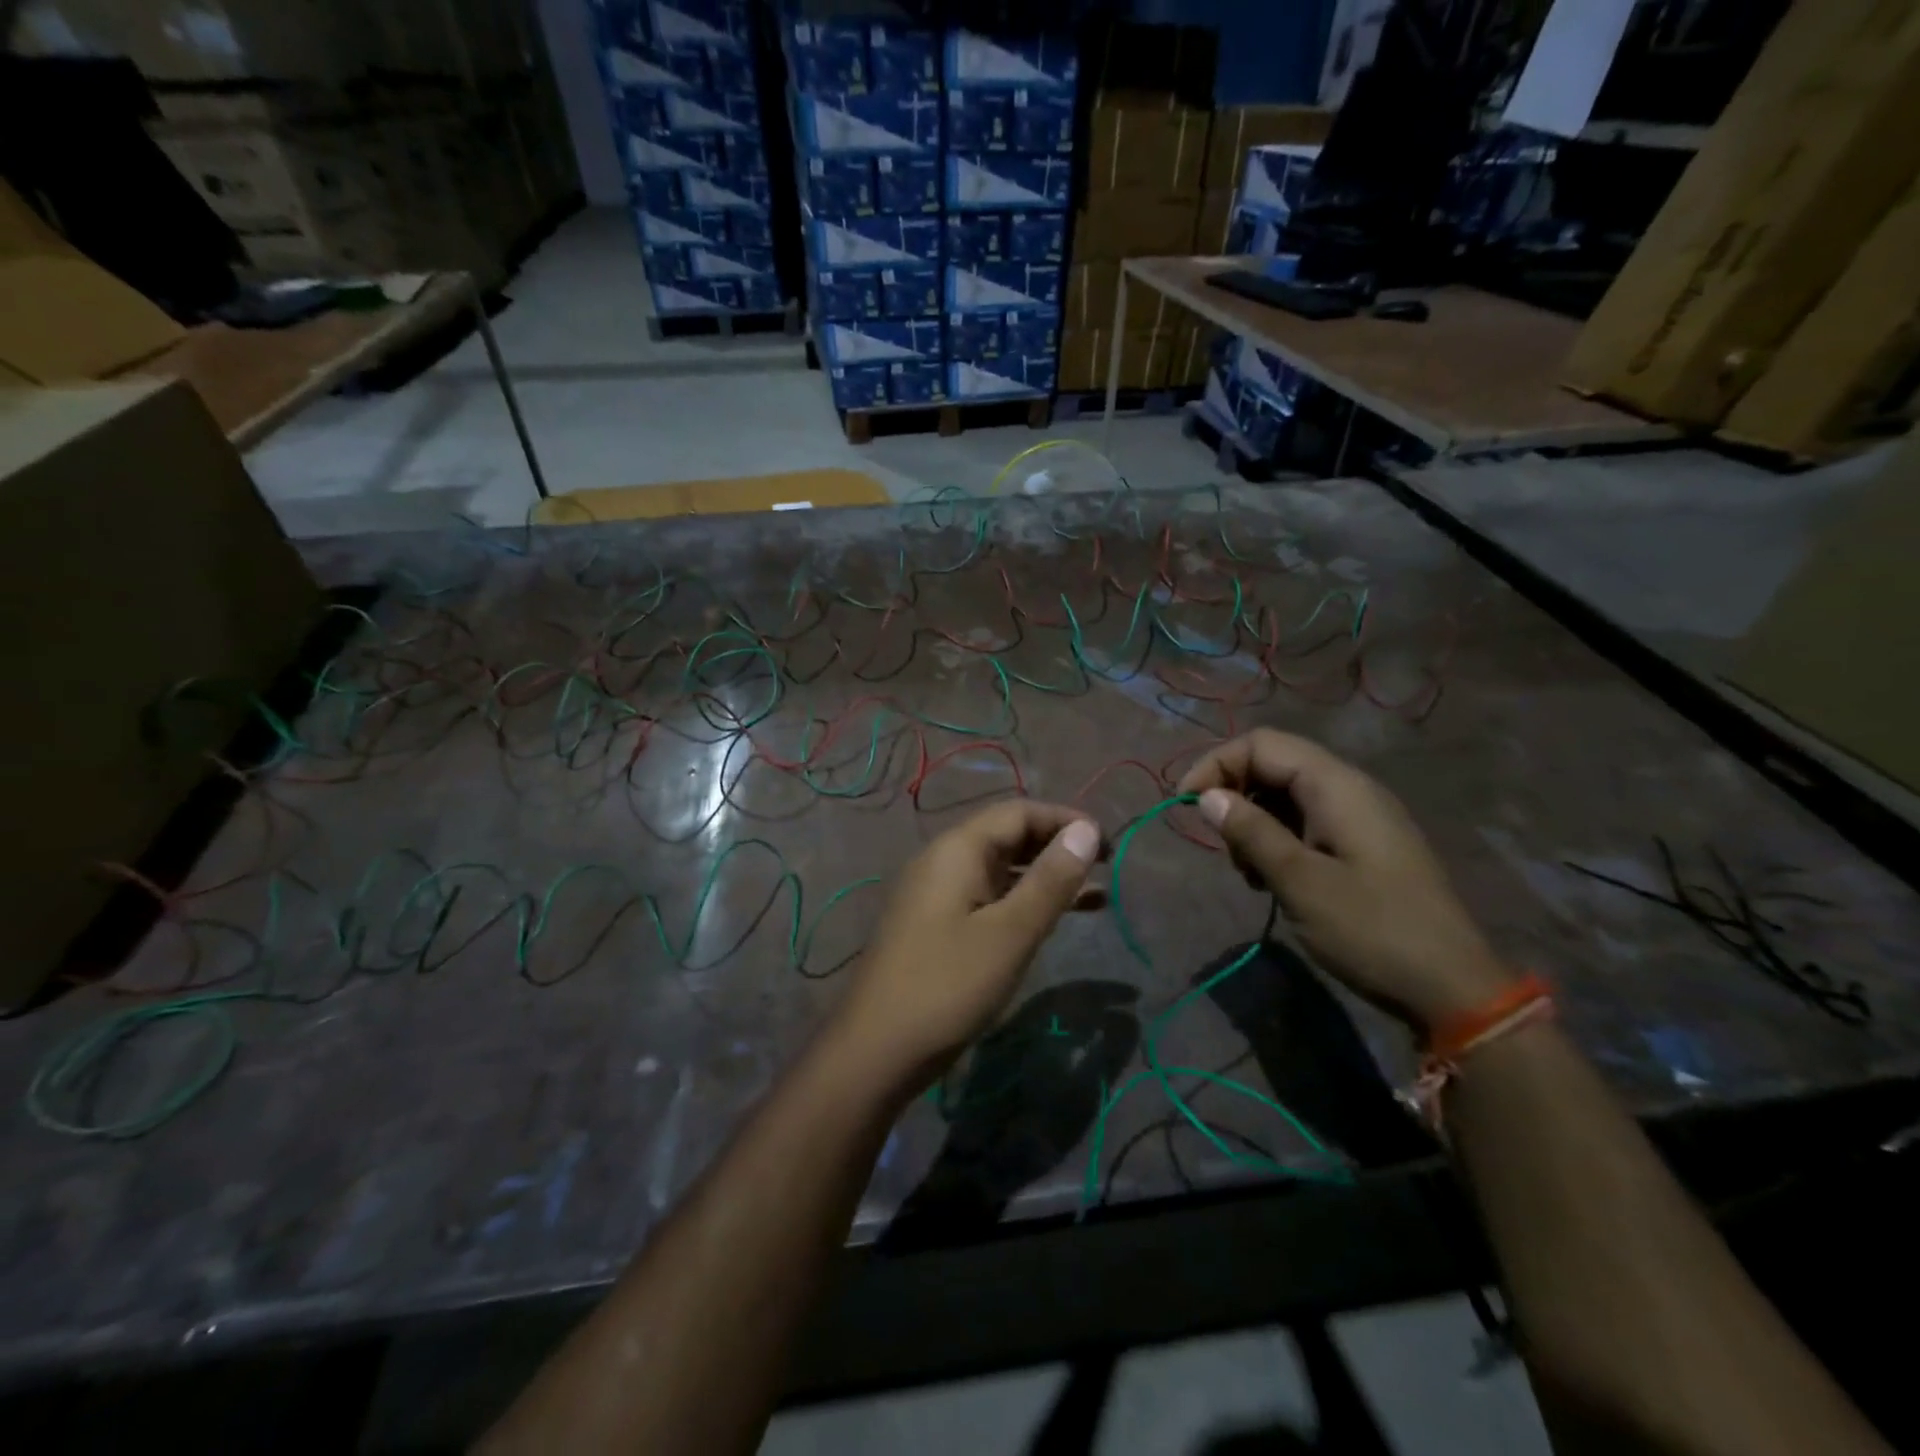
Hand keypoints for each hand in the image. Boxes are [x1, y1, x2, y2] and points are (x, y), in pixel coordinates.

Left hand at [830, 801, 1103, 1091]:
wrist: (876, 1049)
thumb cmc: (948, 985)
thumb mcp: (1010, 933)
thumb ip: (1050, 880)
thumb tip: (1086, 829)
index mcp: (958, 849)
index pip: (1018, 812)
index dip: (1065, 820)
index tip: (1108, 844)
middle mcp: (943, 860)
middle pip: (1007, 836)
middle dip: (1057, 846)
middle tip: (1105, 868)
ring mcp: (936, 894)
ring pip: (1000, 870)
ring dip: (1044, 877)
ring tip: (1096, 896)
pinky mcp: (936, 925)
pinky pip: (987, 897)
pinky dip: (1022, 902)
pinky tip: (1050, 922)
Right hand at [1178, 729, 1512, 1030]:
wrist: (1454, 988)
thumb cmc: (1371, 929)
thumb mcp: (1299, 881)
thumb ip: (1251, 832)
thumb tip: (1207, 796)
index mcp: (1337, 787)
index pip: (1262, 744)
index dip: (1216, 764)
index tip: (1184, 803)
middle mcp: (1350, 790)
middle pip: (1274, 764)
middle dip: (1233, 794)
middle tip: (1219, 845)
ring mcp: (1360, 818)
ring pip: (1287, 796)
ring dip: (1253, 822)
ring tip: (1247, 871)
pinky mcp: (1364, 846)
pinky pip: (1307, 822)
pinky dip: (1278, 839)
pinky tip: (1272, 879)